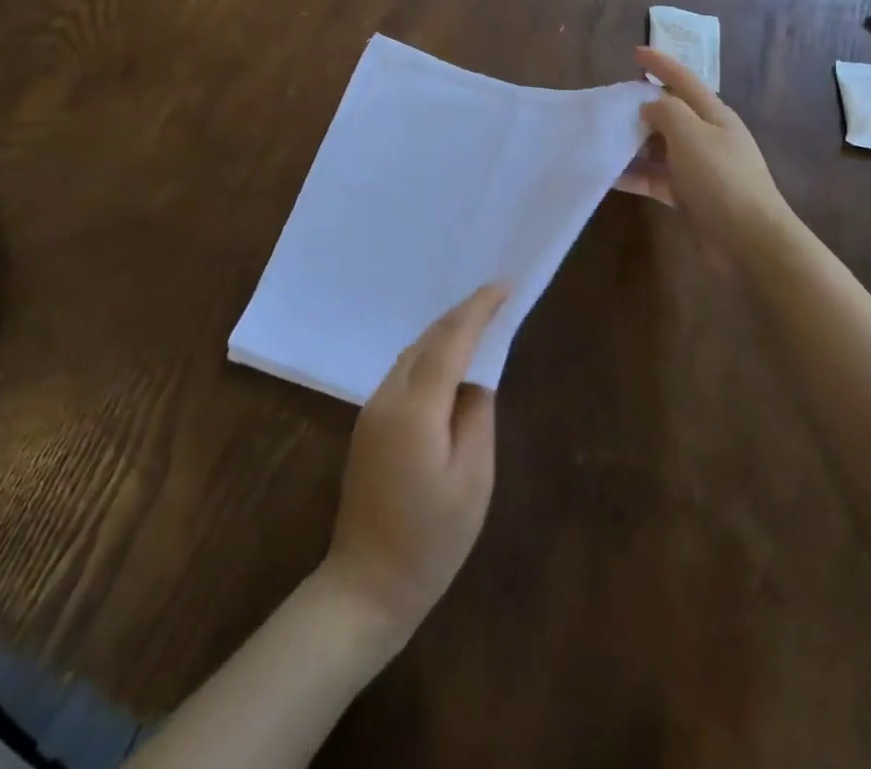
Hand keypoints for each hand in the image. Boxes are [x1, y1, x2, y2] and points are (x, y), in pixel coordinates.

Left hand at [319, 284, 506, 644]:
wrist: (366, 586)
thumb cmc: (431, 540)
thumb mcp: (473, 480)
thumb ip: (477, 416)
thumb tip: (477, 378)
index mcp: (415, 407)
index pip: (451, 340)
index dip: (478, 309)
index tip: (504, 285)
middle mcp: (388, 396)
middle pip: (428, 340)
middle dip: (462, 314)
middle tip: (497, 298)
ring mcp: (372, 409)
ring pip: (413, 353)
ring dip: (445, 333)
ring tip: (479, 323)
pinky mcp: (368, 423)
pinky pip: (404, 372)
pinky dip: (430, 356)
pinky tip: (448, 362)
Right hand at [617, 46, 797, 258]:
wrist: (750, 240)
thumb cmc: (721, 179)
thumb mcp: (691, 134)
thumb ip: (666, 112)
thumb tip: (649, 105)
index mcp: (714, 115)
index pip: (684, 80)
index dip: (661, 64)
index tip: (635, 52)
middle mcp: (708, 137)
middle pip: (671, 113)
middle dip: (642, 106)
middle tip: (609, 102)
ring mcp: (700, 168)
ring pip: (660, 147)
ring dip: (634, 142)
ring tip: (602, 138)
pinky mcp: (690, 196)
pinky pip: (656, 177)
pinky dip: (635, 174)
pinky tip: (609, 176)